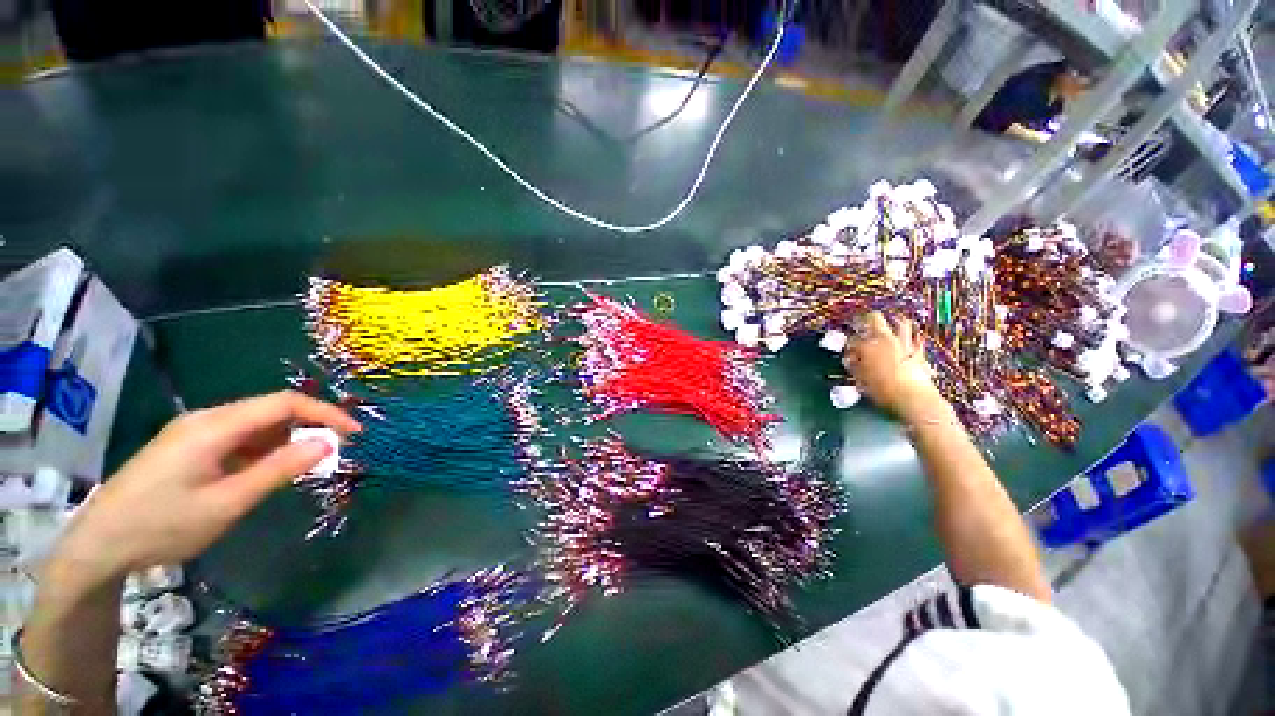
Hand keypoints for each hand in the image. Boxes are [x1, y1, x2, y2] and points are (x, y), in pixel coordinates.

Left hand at [53, 391, 360, 587]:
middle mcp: (206, 418)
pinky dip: (263, 449)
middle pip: (271, 409)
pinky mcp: (188, 445)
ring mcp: (195, 430)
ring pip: (256, 423)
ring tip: (302, 467)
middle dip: (310, 425)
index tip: (355, 433)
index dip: (326, 413)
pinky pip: (238, 437)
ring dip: (286, 439)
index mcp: (215, 426)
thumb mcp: (227, 503)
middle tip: (335, 452)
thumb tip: (327, 444)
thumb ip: (279, 470)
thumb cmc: (163, 525)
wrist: (100, 543)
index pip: (285, 403)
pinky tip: (263, 472)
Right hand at [842, 313, 949, 424]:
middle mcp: (885, 340)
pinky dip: (913, 335)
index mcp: (867, 347)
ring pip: (900, 322)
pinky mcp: (919, 351)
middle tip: (862, 321)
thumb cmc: (883, 391)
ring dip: (893, 320)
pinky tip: (912, 336)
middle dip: (866, 318)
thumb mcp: (861, 380)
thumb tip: (850, 361)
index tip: (847, 350)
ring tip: (890, 320)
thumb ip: (854, 367)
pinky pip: (917, 338)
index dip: (848, 344)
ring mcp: (904, 343)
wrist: (912, 399)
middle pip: (874, 318)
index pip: (852, 339)